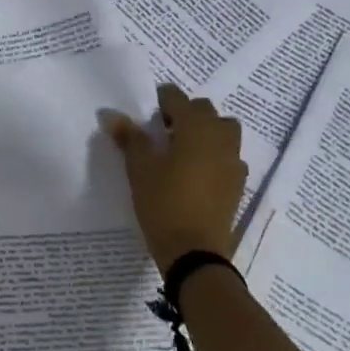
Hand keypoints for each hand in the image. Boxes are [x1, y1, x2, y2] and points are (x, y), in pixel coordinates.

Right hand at [105, 84, 247, 274]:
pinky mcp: (237, 184)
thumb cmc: (163, 203)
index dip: (162, 98)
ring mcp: (233, 161)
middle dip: (185, 113)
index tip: (148, 108)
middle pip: (205, 111)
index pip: (179, 98)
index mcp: (196, 128)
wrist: (194, 251)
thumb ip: (129, 138)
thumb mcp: (140, 169)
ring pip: (223, 131)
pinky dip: (214, 153)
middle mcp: (220, 138)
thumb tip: (112, 115)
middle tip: (162, 128)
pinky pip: (228, 156)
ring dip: (205, 131)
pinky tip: (196, 171)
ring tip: (182, 147)